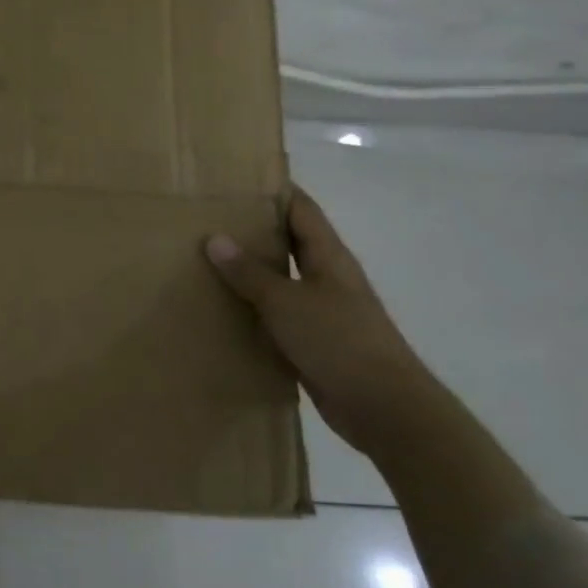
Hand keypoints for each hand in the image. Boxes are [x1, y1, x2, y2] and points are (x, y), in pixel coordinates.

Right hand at [204, 189, 440, 456]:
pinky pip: (277, 316)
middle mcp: (327, 277)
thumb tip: (214, 238)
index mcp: (328, 257)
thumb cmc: (339, 341)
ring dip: (250, 272)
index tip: (236, 180)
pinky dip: (253, 309)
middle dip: (253, 230)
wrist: (382, 407)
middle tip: (207, 220)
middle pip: (289, 242)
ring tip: (204, 261)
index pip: (301, 209)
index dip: (274, 191)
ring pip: (281, 280)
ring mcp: (322, 310)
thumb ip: (250, 272)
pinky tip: (223, 310)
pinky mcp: (314, 341)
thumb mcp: (286, 302)